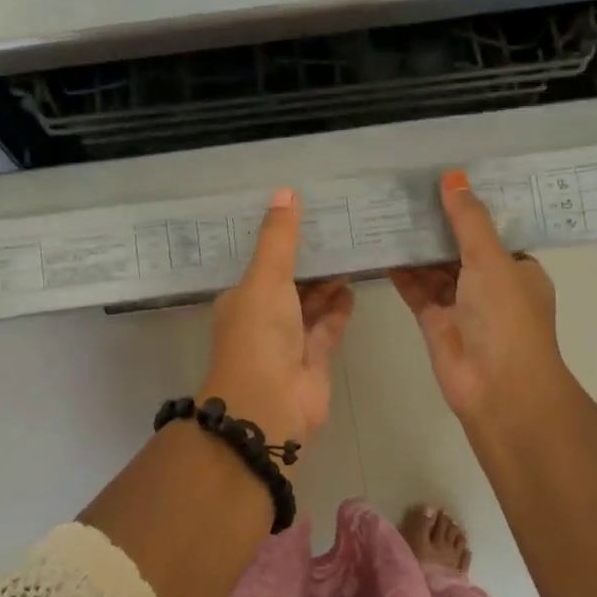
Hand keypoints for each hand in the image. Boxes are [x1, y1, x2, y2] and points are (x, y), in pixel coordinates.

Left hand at [200, 187, 353, 450]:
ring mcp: (290, 339)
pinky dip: (340, 307)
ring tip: (352, 249)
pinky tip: (354, 285)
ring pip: (312, 302)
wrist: (269, 405)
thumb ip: (279, 238)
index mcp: (242, 296)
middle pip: (290, 280)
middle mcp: (264, 315)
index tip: (306, 212)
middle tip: (339, 225)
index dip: (281, 238)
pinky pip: (329, 324)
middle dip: (310, 258)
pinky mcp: (315, 357)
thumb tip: (285, 191)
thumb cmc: (259, 334)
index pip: (262, 260)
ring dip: (328, 280)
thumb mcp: (265, 278)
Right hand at [389, 170, 571, 434]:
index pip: (493, 230)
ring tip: (387, 212)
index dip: (470, 206)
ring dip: (416, 246)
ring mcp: (461, 304)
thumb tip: (453, 175)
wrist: (498, 388)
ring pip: (435, 268)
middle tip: (404, 190)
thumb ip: (468, 220)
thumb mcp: (491, 260)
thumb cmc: (506, 318)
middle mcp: (490, 284)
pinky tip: (380, 249)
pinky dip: (401, 273)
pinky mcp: (435, 321)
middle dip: (436, 224)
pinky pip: (416, 289)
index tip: (443, 178)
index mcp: (517, 268)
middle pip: (459, 246)